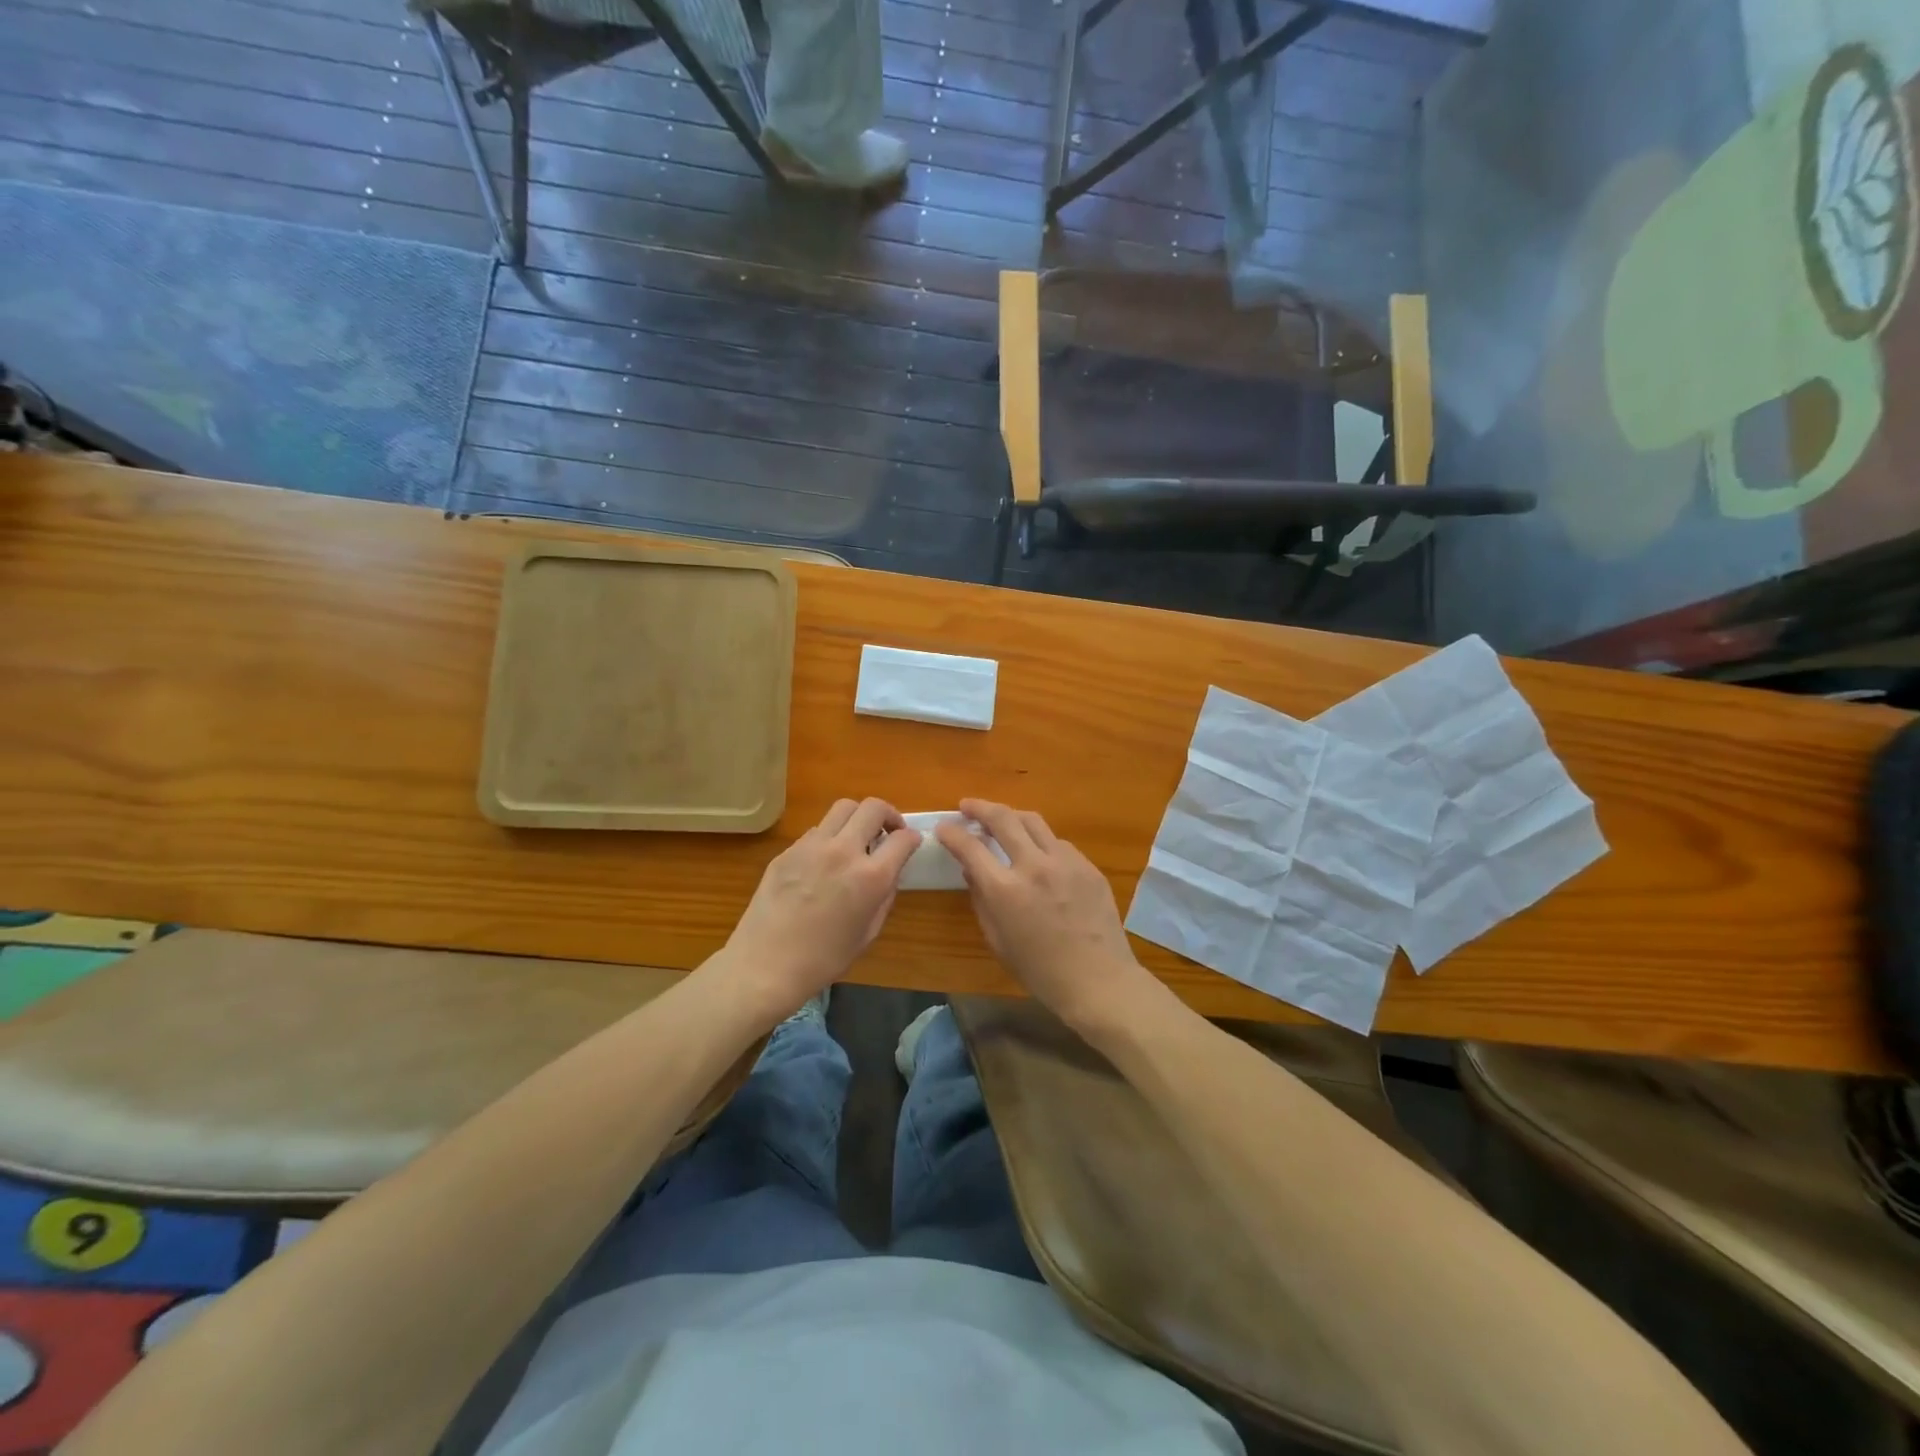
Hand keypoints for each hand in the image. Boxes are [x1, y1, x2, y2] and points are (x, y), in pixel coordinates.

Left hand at [723, 798, 920, 1021]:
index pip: (903, 838)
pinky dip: (830, 836)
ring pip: (843, 807)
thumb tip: (889, 873)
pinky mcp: (788, 850)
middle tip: (887, 832)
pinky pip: (817, 830)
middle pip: (873, 807)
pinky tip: (825, 860)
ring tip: (856, 838)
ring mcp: (812, 846)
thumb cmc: (824, 959)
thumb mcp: (868, 932)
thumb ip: (885, 896)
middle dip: (888, 815)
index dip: (912, 838)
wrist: (766, 965)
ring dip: (858, 818)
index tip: (911, 843)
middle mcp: (844, 851)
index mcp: (870, 877)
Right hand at [935, 799, 1156, 1034]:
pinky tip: (1038, 854)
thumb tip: (972, 872)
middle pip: (1003, 818)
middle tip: (967, 806)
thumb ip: (981, 901)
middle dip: (979, 807)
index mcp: (1005, 890)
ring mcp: (1065, 862)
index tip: (943, 828)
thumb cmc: (1040, 971)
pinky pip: (1058, 843)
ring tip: (1002, 820)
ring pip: (1033, 821)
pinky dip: (1040, 841)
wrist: (1099, 980)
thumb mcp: (998, 941)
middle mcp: (1034, 866)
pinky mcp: (1088, 866)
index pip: (970, 847)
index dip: (952, 833)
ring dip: (1011, 816)